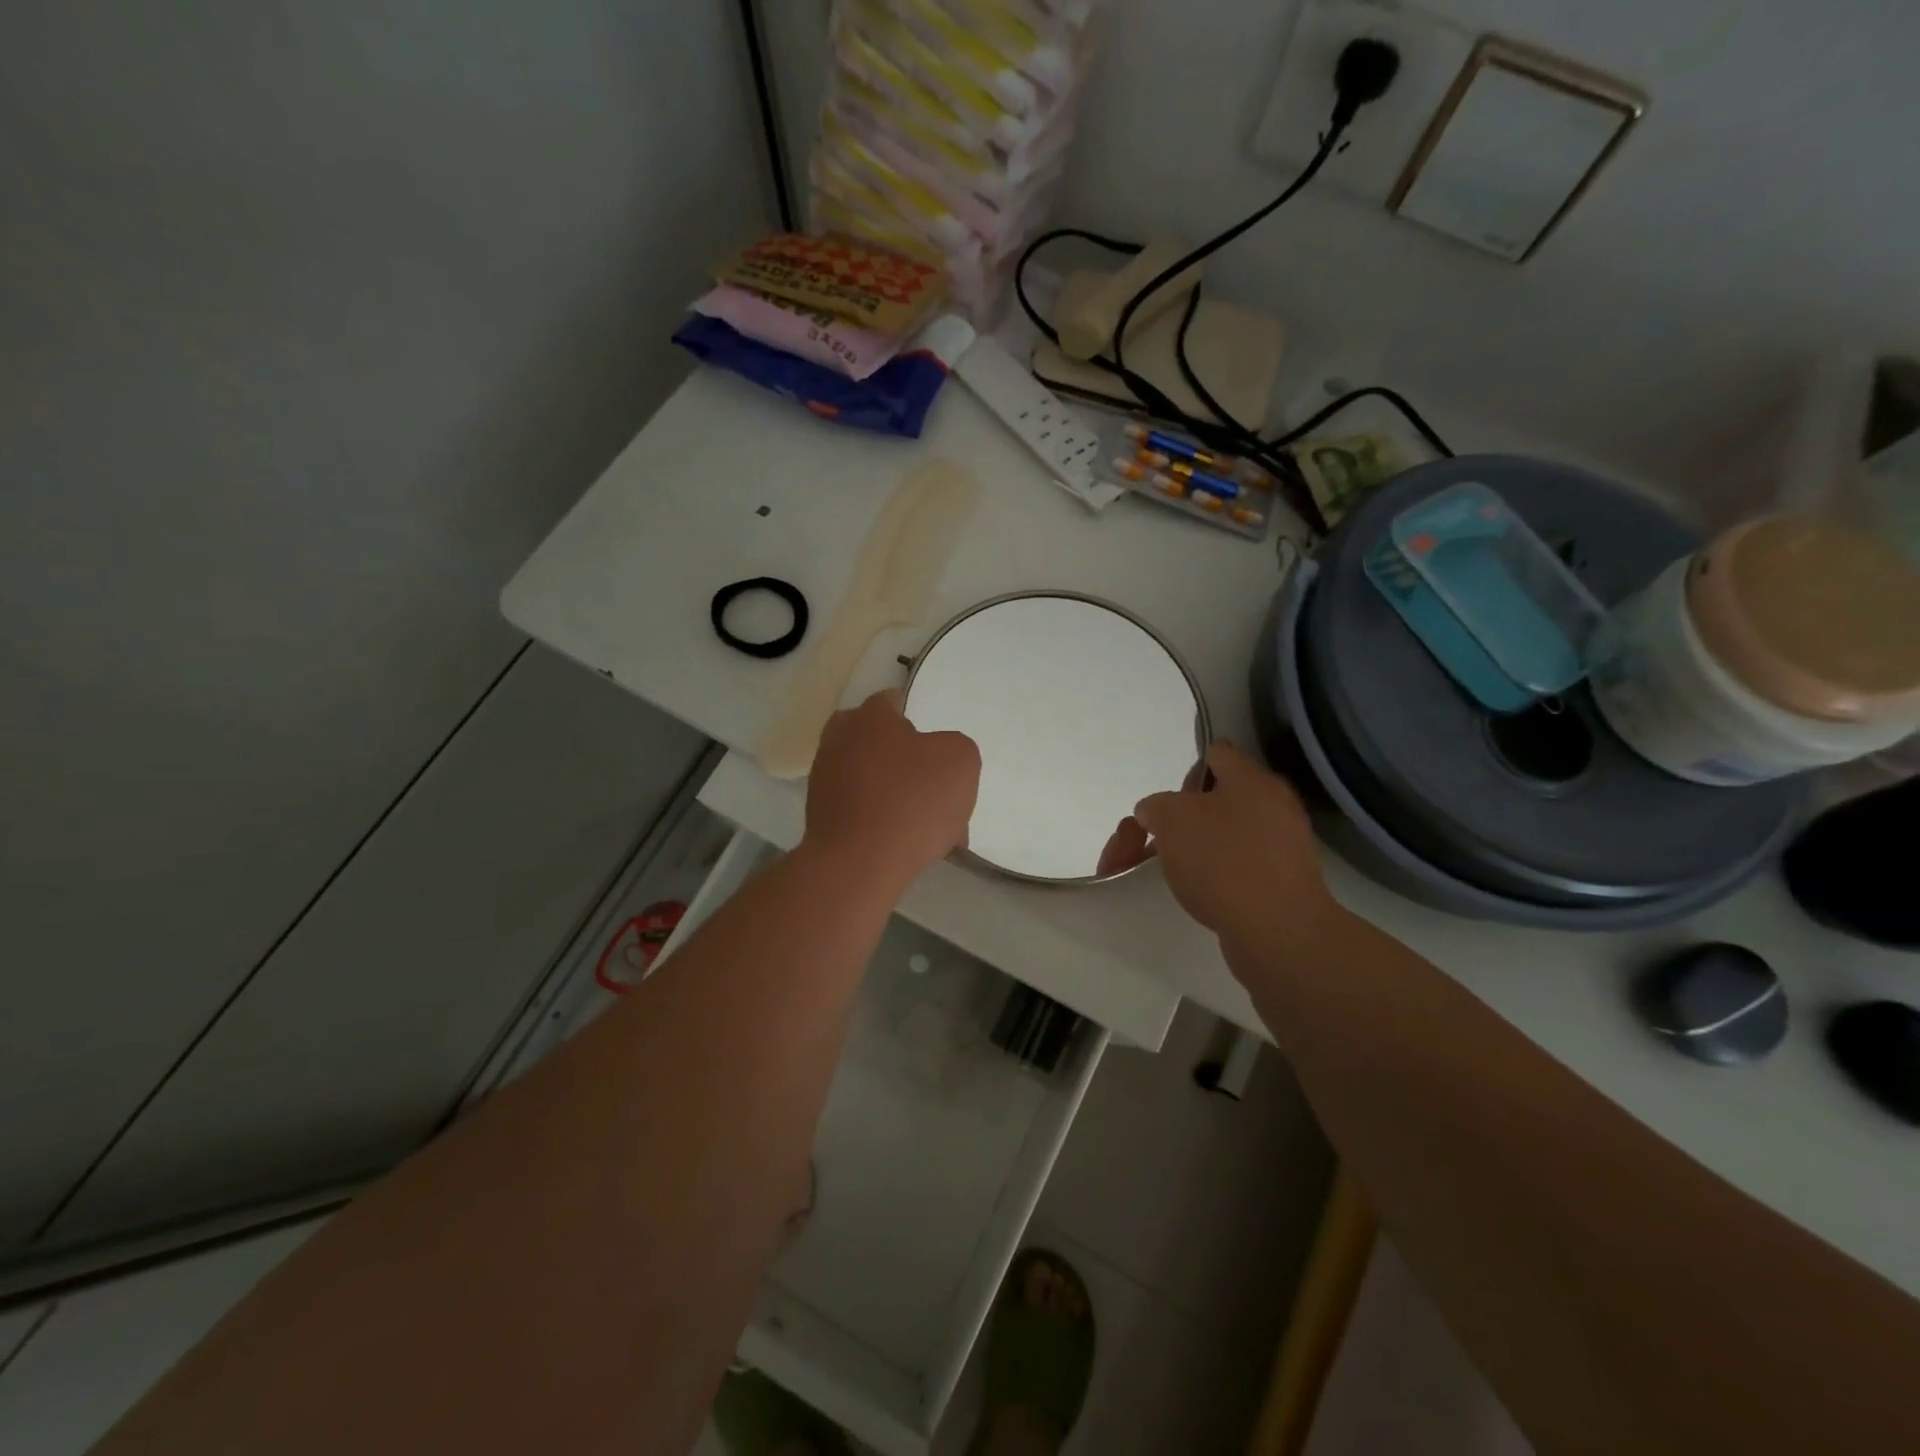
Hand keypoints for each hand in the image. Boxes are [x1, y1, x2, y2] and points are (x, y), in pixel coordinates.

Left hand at [803, 689, 980, 892]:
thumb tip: (938, 758)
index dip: (921, 720)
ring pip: (874, 781)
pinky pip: (863, 811)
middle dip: (908, 761)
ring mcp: (824, 780)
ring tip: (934, 829)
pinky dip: (885, 823)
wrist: (859, 865)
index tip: (939, 747)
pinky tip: (910, 846)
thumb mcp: (961, 760)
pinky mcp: (821, 817)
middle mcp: (839, 740)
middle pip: (880, 742)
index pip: (893, 701)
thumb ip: (955, 747)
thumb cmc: (912, 801)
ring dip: (901, 797)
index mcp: (869, 716)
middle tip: (937, 788)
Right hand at [1134, 742, 1339, 947]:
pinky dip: (1207, 877)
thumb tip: (1157, 813)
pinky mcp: (1275, 886)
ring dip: (1183, 850)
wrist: (1277, 932)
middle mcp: (1271, 808)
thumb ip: (1156, 806)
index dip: (1185, 770)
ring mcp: (1277, 849)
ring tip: (1153, 872)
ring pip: (1217, 838)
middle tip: (1144, 842)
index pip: (1217, 753)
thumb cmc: (1223, 861)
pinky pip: (1232, 869)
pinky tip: (1188, 893)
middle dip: (1171, 820)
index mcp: (1252, 781)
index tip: (1163, 801)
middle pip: (1211, 801)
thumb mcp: (1170, 818)